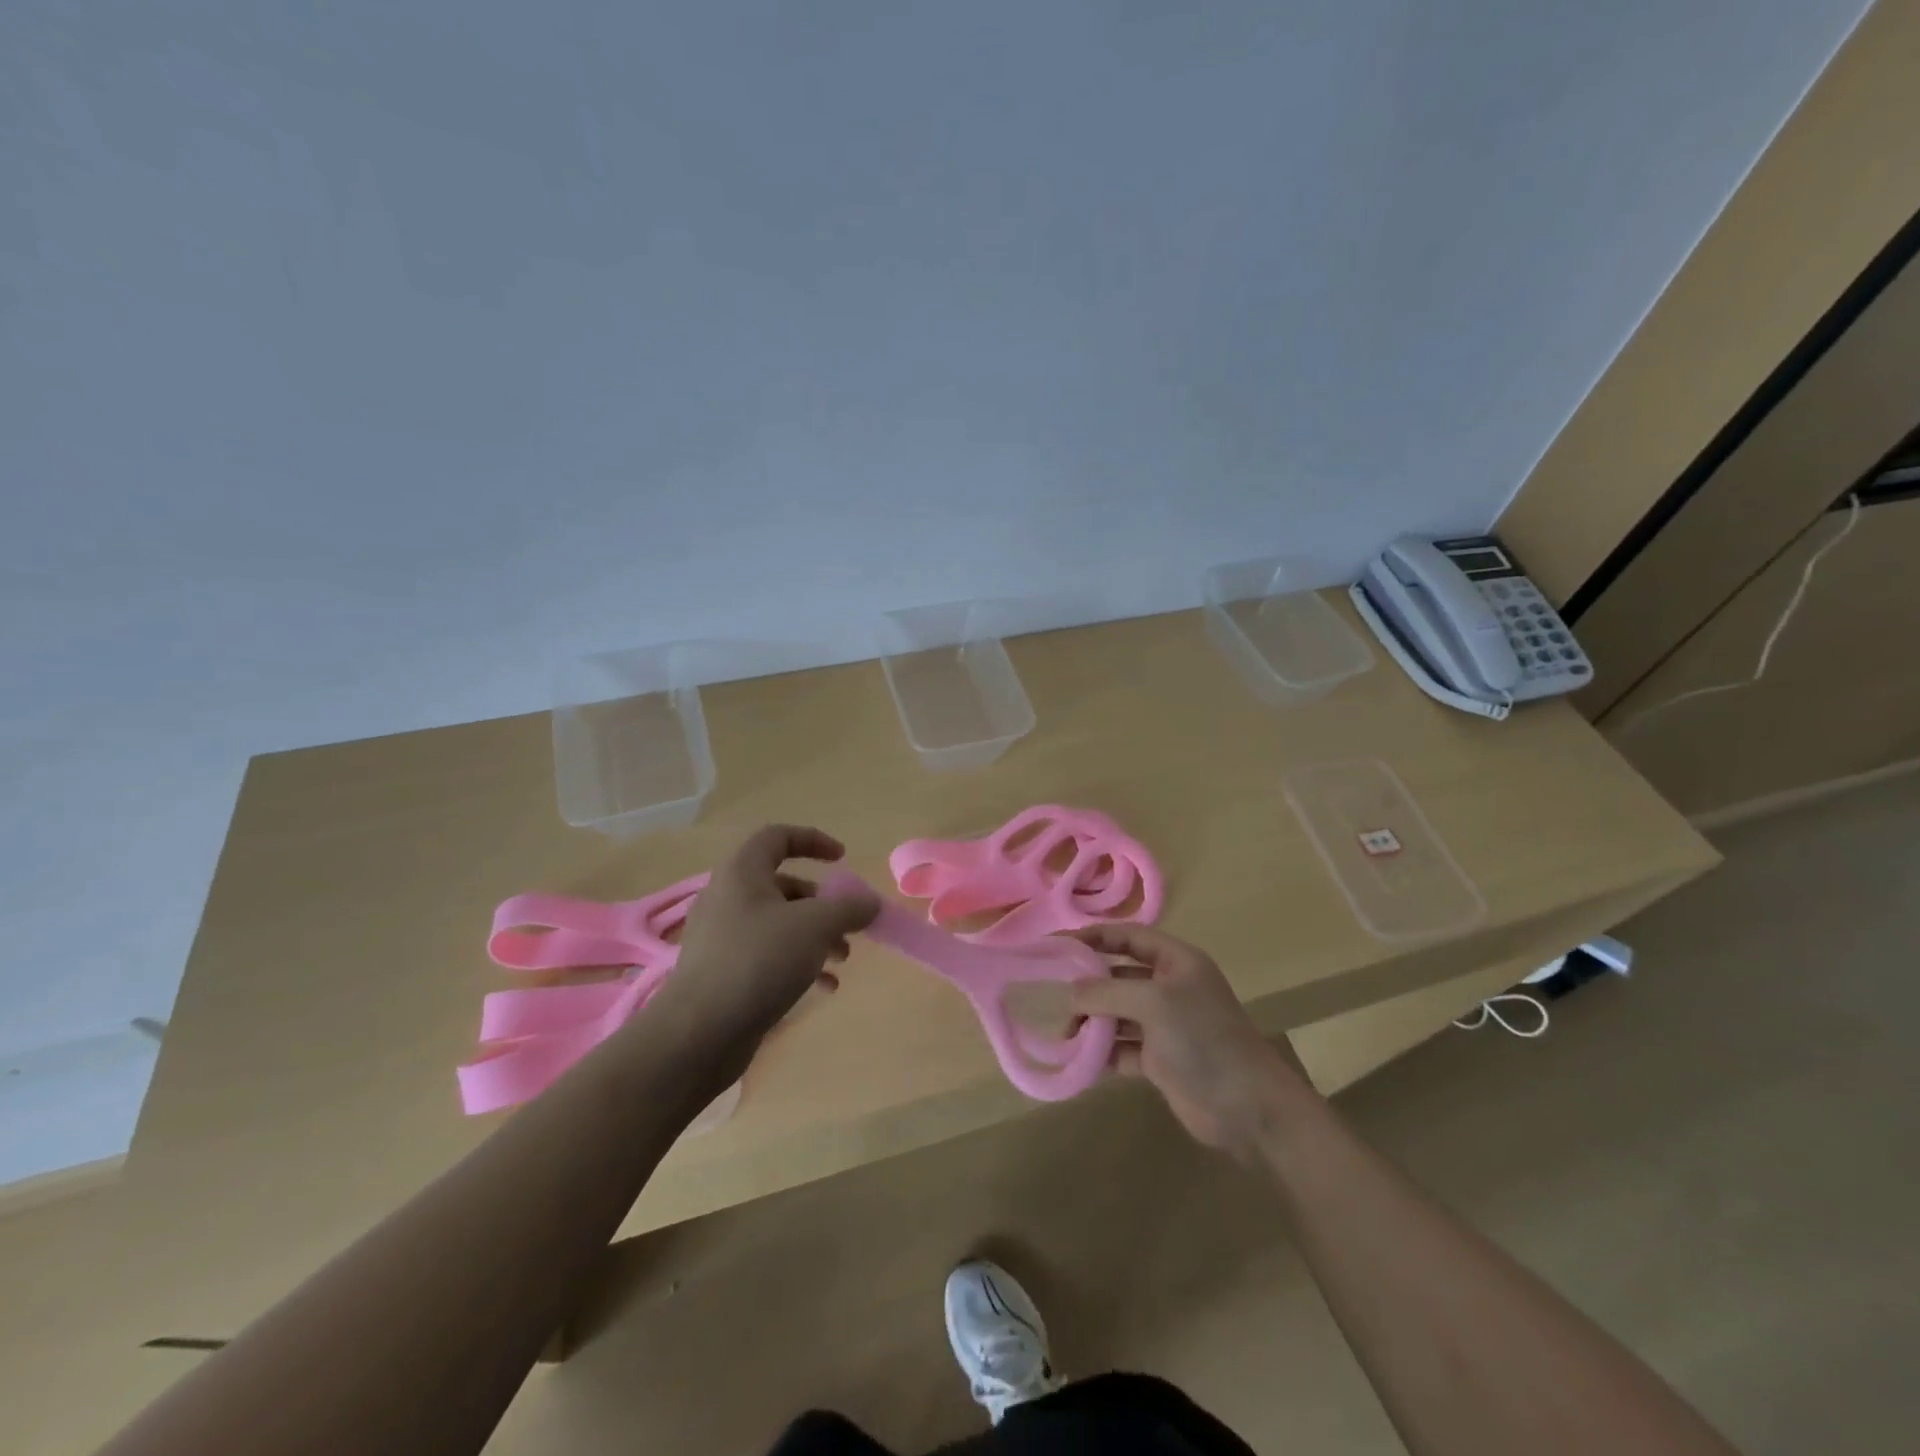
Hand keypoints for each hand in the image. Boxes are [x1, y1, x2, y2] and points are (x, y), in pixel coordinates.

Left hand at [658, 824, 878, 1051]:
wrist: (699, 1034)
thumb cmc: (758, 961)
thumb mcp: (815, 926)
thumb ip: (849, 907)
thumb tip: (870, 901)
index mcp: (742, 873)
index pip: (777, 836)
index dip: (813, 840)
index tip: (843, 858)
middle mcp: (728, 898)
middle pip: (783, 884)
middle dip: (822, 902)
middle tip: (847, 922)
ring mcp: (723, 938)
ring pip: (778, 923)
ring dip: (816, 935)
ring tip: (842, 958)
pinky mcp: (723, 973)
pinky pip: (768, 955)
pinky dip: (798, 963)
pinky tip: (824, 987)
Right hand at [1069, 924, 1316, 1159]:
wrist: (1247, 1106)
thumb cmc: (1203, 1038)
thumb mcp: (1153, 1002)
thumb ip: (1107, 992)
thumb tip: (1071, 993)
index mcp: (1176, 961)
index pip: (1128, 936)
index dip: (1094, 936)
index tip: (1057, 944)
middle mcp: (1170, 987)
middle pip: (1119, 974)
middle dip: (1088, 984)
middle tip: (1055, 995)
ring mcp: (1165, 1025)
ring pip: (1117, 1012)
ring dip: (1092, 1020)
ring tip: (1066, 1034)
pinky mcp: (1159, 1060)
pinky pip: (1121, 1046)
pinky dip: (1101, 1051)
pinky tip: (1079, 1058)